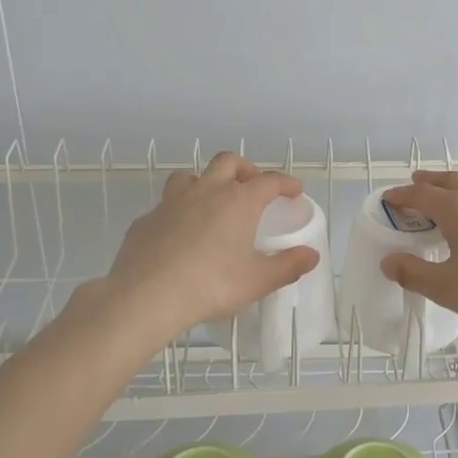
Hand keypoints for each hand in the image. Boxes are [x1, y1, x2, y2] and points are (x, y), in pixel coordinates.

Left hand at [92, 152, 319, 344]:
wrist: (146, 295)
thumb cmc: (210, 285)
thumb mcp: (257, 281)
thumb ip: (287, 266)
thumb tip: (311, 256)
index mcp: (239, 202)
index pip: (269, 180)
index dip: (285, 183)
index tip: (294, 191)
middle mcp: (206, 191)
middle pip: (228, 162)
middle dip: (244, 169)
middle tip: (252, 187)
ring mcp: (172, 202)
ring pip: (191, 176)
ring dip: (206, 182)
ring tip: (212, 203)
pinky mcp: (146, 219)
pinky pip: (166, 205)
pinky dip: (178, 211)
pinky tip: (179, 234)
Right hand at [378, 170, 457, 331]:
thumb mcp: (449, 289)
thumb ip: (414, 274)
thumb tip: (389, 261)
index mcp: (457, 209)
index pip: (421, 194)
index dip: (401, 196)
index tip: (388, 199)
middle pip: (449, 181)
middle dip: (428, 181)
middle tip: (415, 182)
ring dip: (454, 188)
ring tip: (448, 198)